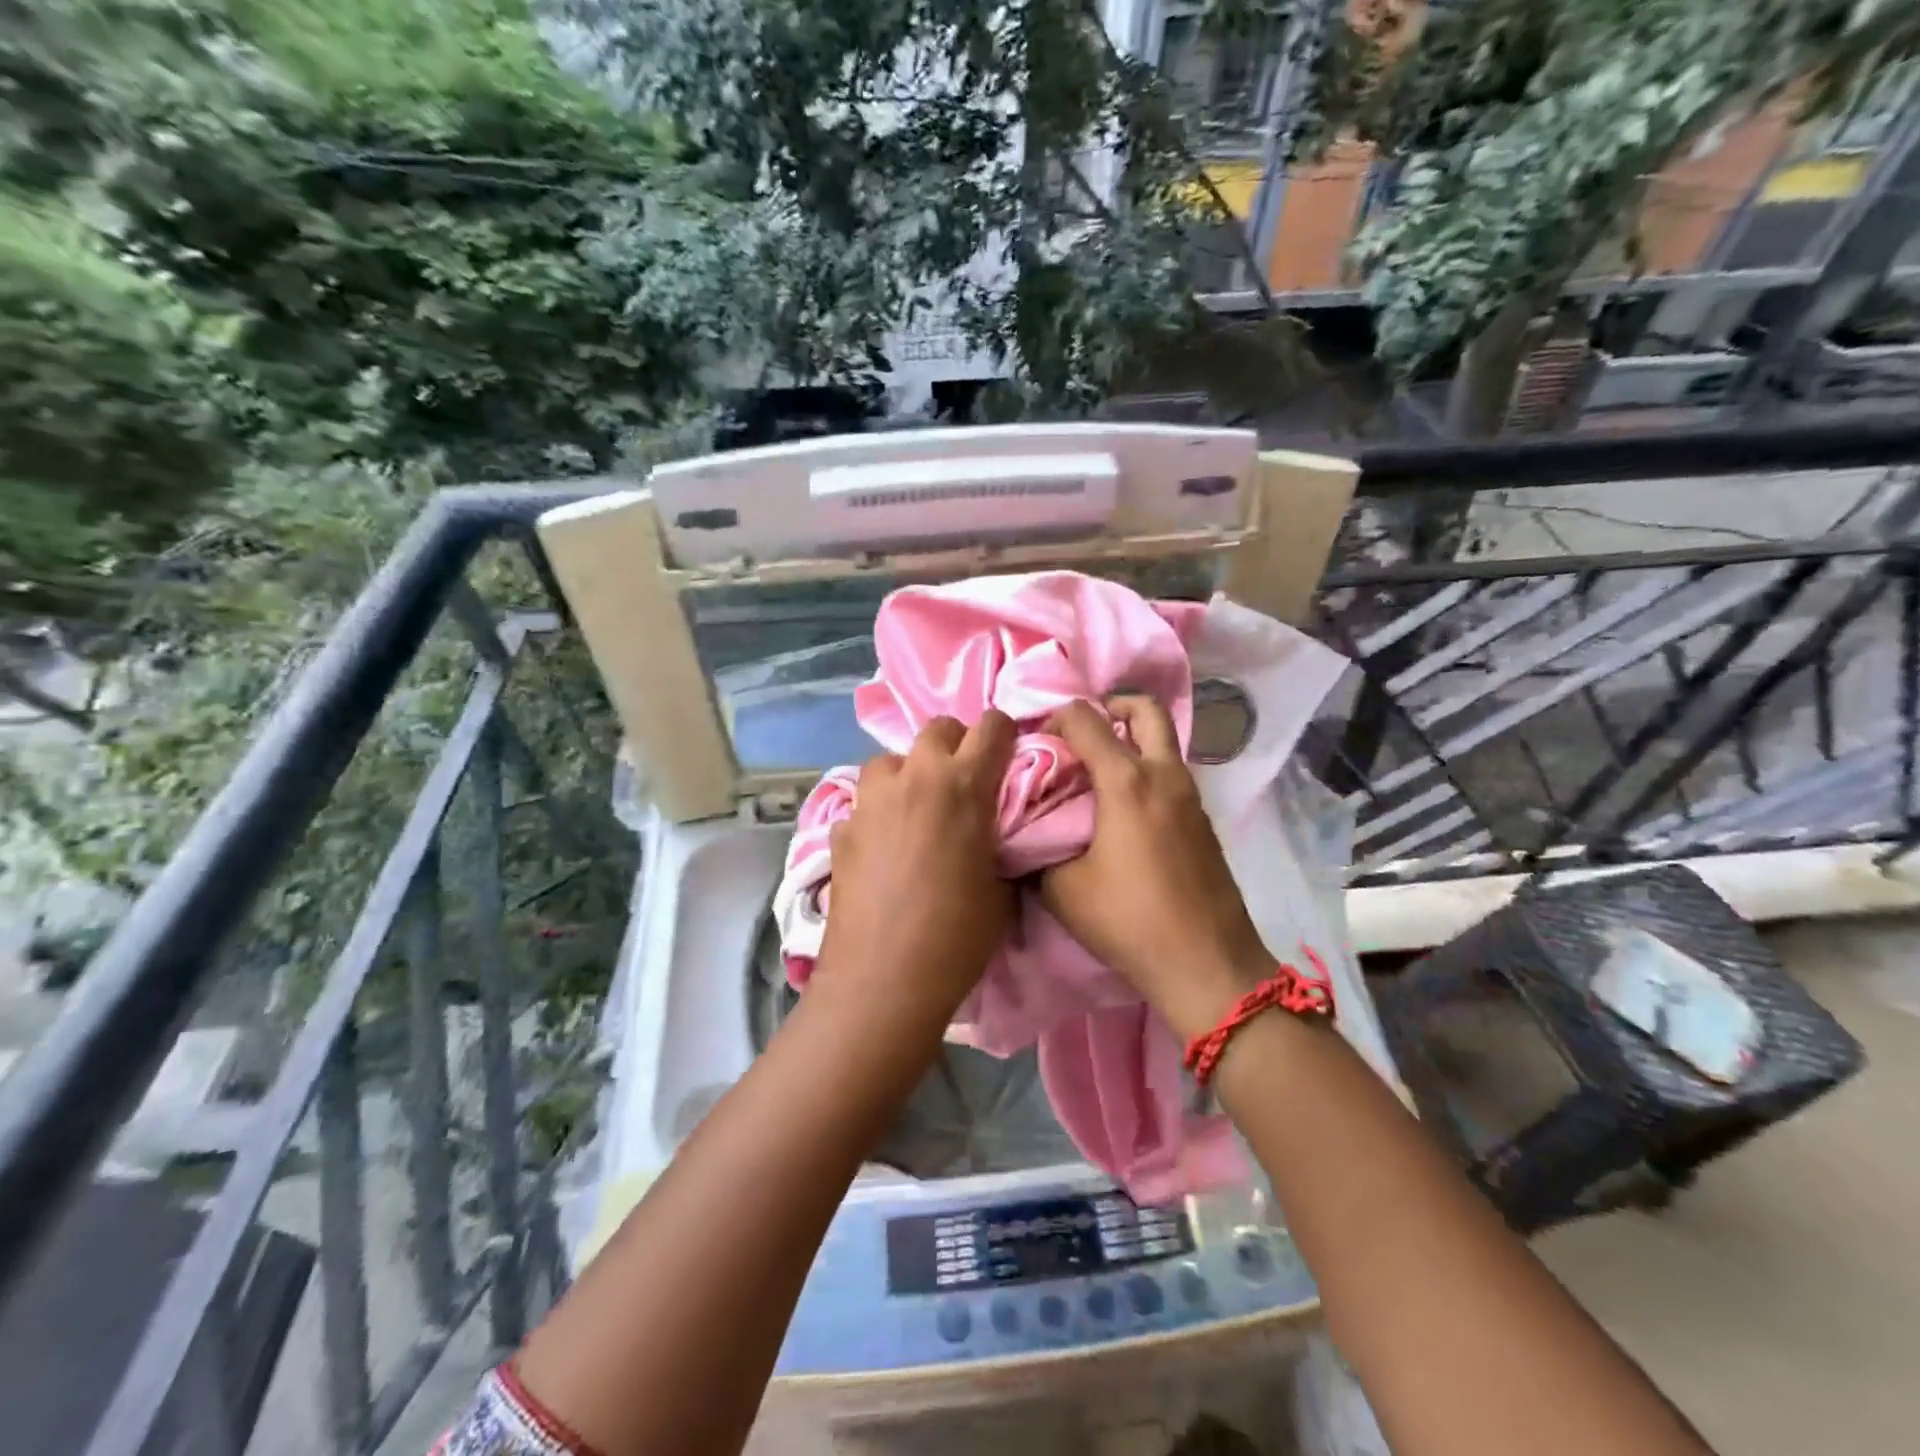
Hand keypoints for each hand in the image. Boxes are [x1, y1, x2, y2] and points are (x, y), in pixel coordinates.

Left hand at [814, 712, 1016, 1031]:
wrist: (883, 979)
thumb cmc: (957, 936)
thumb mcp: (1001, 888)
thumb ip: (1000, 844)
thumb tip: (994, 834)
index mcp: (963, 785)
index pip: (993, 725)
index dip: (1005, 735)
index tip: (1008, 756)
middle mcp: (914, 778)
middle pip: (938, 729)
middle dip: (956, 745)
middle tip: (964, 781)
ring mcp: (870, 800)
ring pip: (891, 760)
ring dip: (910, 773)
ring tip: (917, 808)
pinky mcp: (840, 828)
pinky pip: (864, 802)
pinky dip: (879, 812)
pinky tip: (883, 846)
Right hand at [1040, 697, 1270, 1040]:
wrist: (1207, 963)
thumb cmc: (1129, 920)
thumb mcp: (1062, 889)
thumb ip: (1038, 850)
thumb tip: (1024, 833)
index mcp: (1126, 781)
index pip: (1086, 719)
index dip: (1055, 717)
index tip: (1036, 738)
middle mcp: (1164, 775)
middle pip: (1144, 709)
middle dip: (1110, 707)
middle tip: (1082, 733)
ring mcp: (1191, 796)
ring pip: (1163, 742)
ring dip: (1131, 740)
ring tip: (1095, 773)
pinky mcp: (1203, 820)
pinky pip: (1171, 773)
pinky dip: (1146, 770)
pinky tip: (1122, 810)